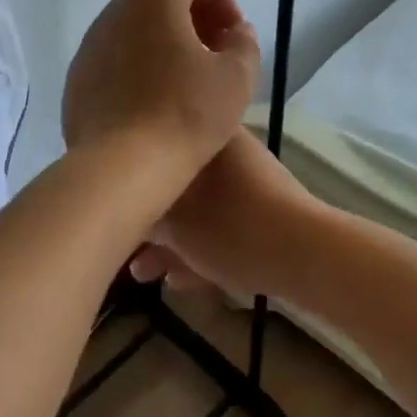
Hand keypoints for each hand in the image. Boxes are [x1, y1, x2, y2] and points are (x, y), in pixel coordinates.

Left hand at [61, 0, 260, 177]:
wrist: (120, 168)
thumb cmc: (185, 114)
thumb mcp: (236, 78)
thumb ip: (243, 42)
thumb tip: (235, 31)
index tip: (232, 32)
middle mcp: (116, 10)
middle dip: (192, 15)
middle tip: (215, 51)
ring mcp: (91, 43)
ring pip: (134, 25)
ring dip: (165, 39)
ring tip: (187, 77)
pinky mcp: (78, 76)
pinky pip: (115, 55)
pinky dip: (139, 63)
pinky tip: (154, 100)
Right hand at [127, 127, 325, 299]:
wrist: (306, 254)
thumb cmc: (230, 226)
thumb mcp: (174, 223)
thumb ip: (144, 214)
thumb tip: (122, 211)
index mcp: (207, 136)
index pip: (158, 144)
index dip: (130, 174)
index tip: (110, 201)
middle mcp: (227, 151)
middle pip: (175, 182)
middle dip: (149, 220)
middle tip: (124, 247)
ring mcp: (248, 182)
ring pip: (198, 208)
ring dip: (171, 241)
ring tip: (143, 274)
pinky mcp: (263, 213)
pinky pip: (220, 225)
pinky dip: (198, 248)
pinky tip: (178, 281)